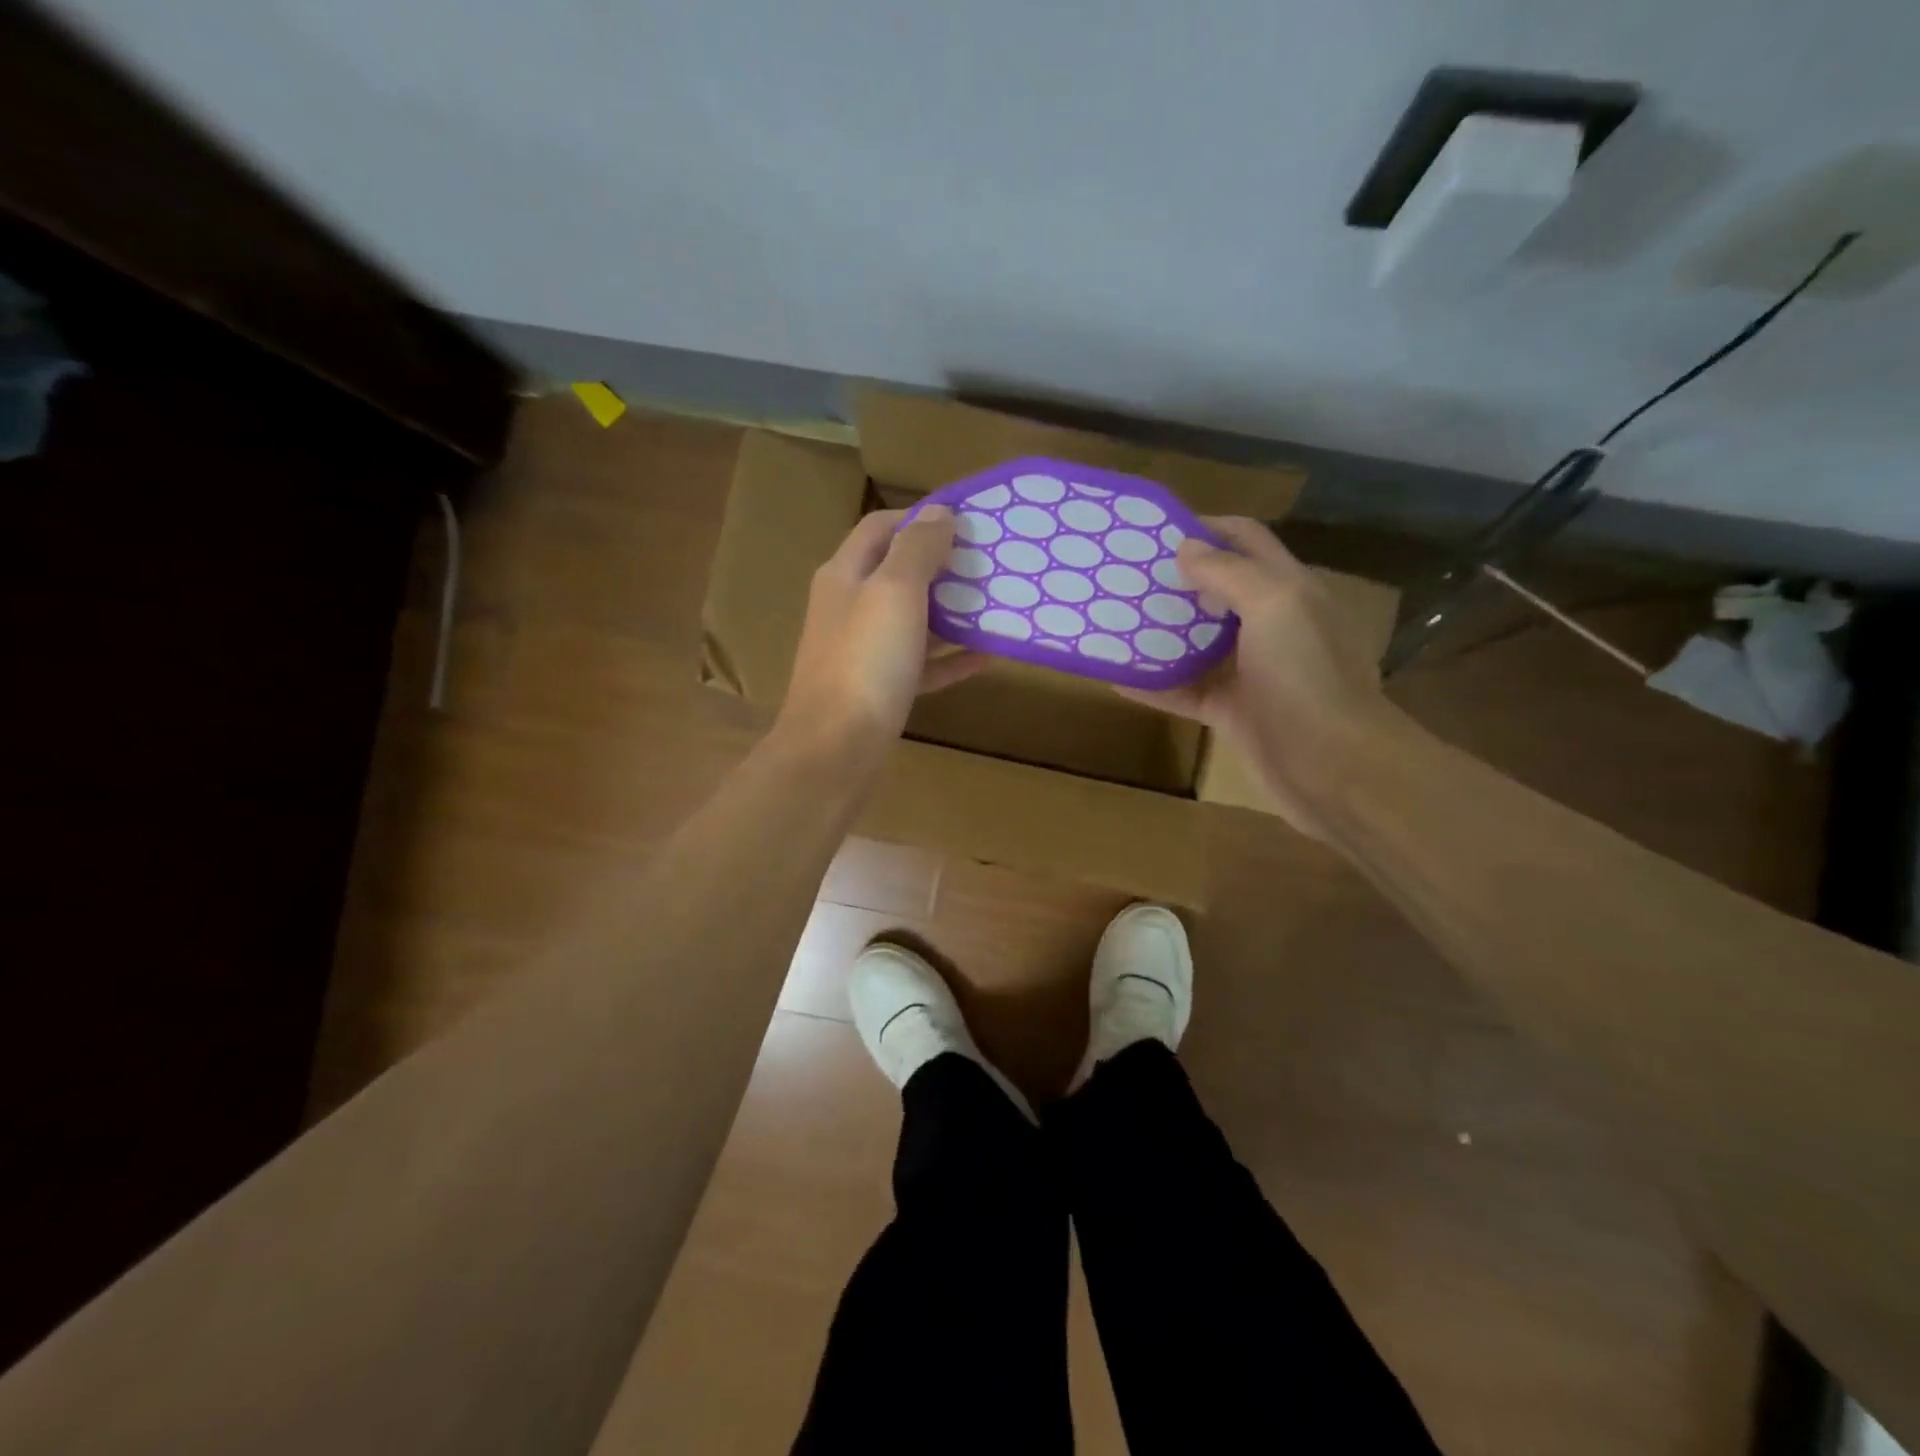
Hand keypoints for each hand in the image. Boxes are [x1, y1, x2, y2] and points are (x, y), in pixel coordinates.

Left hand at [777, 506, 985, 755]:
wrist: (836, 750)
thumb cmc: (866, 662)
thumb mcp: (894, 592)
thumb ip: (917, 548)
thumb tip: (939, 512)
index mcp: (845, 574)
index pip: (881, 527)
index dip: (921, 517)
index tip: (968, 522)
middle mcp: (850, 607)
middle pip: (899, 573)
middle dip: (943, 565)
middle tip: (990, 564)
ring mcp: (864, 651)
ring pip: (913, 620)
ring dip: (951, 611)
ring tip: (995, 604)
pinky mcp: (881, 688)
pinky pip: (921, 664)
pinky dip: (950, 658)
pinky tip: (986, 656)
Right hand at [1118, 517, 1405, 837]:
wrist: (1335, 767)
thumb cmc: (1307, 676)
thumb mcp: (1274, 605)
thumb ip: (1229, 572)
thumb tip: (1185, 547)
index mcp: (1289, 589)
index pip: (1246, 541)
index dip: (1206, 527)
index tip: (1154, 530)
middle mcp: (1272, 625)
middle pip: (1218, 590)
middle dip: (1175, 579)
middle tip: (1125, 576)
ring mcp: (1252, 672)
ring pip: (1199, 643)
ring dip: (1161, 632)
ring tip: (1114, 620)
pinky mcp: (1233, 712)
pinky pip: (1186, 692)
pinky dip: (1154, 686)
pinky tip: (1117, 678)